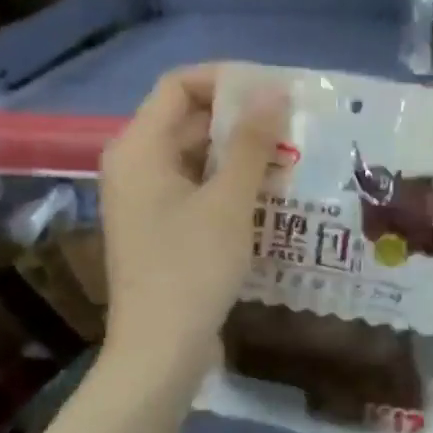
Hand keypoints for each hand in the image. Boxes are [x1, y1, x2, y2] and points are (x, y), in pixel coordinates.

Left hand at [99, 64, 285, 383]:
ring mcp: (148, 198)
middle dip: (241, 117)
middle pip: (189, 119)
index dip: (227, 79)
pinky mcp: (164, 226)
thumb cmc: (192, 269)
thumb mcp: (229, 201)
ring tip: (293, 155)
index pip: (179, 85)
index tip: (275, 91)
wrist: (161, 352)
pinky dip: (232, 182)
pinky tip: (273, 191)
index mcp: (139, 148)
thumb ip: (252, 142)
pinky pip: (199, 186)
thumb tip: (274, 91)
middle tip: (295, 123)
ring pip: (198, 155)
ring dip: (242, 152)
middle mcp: (137, 165)